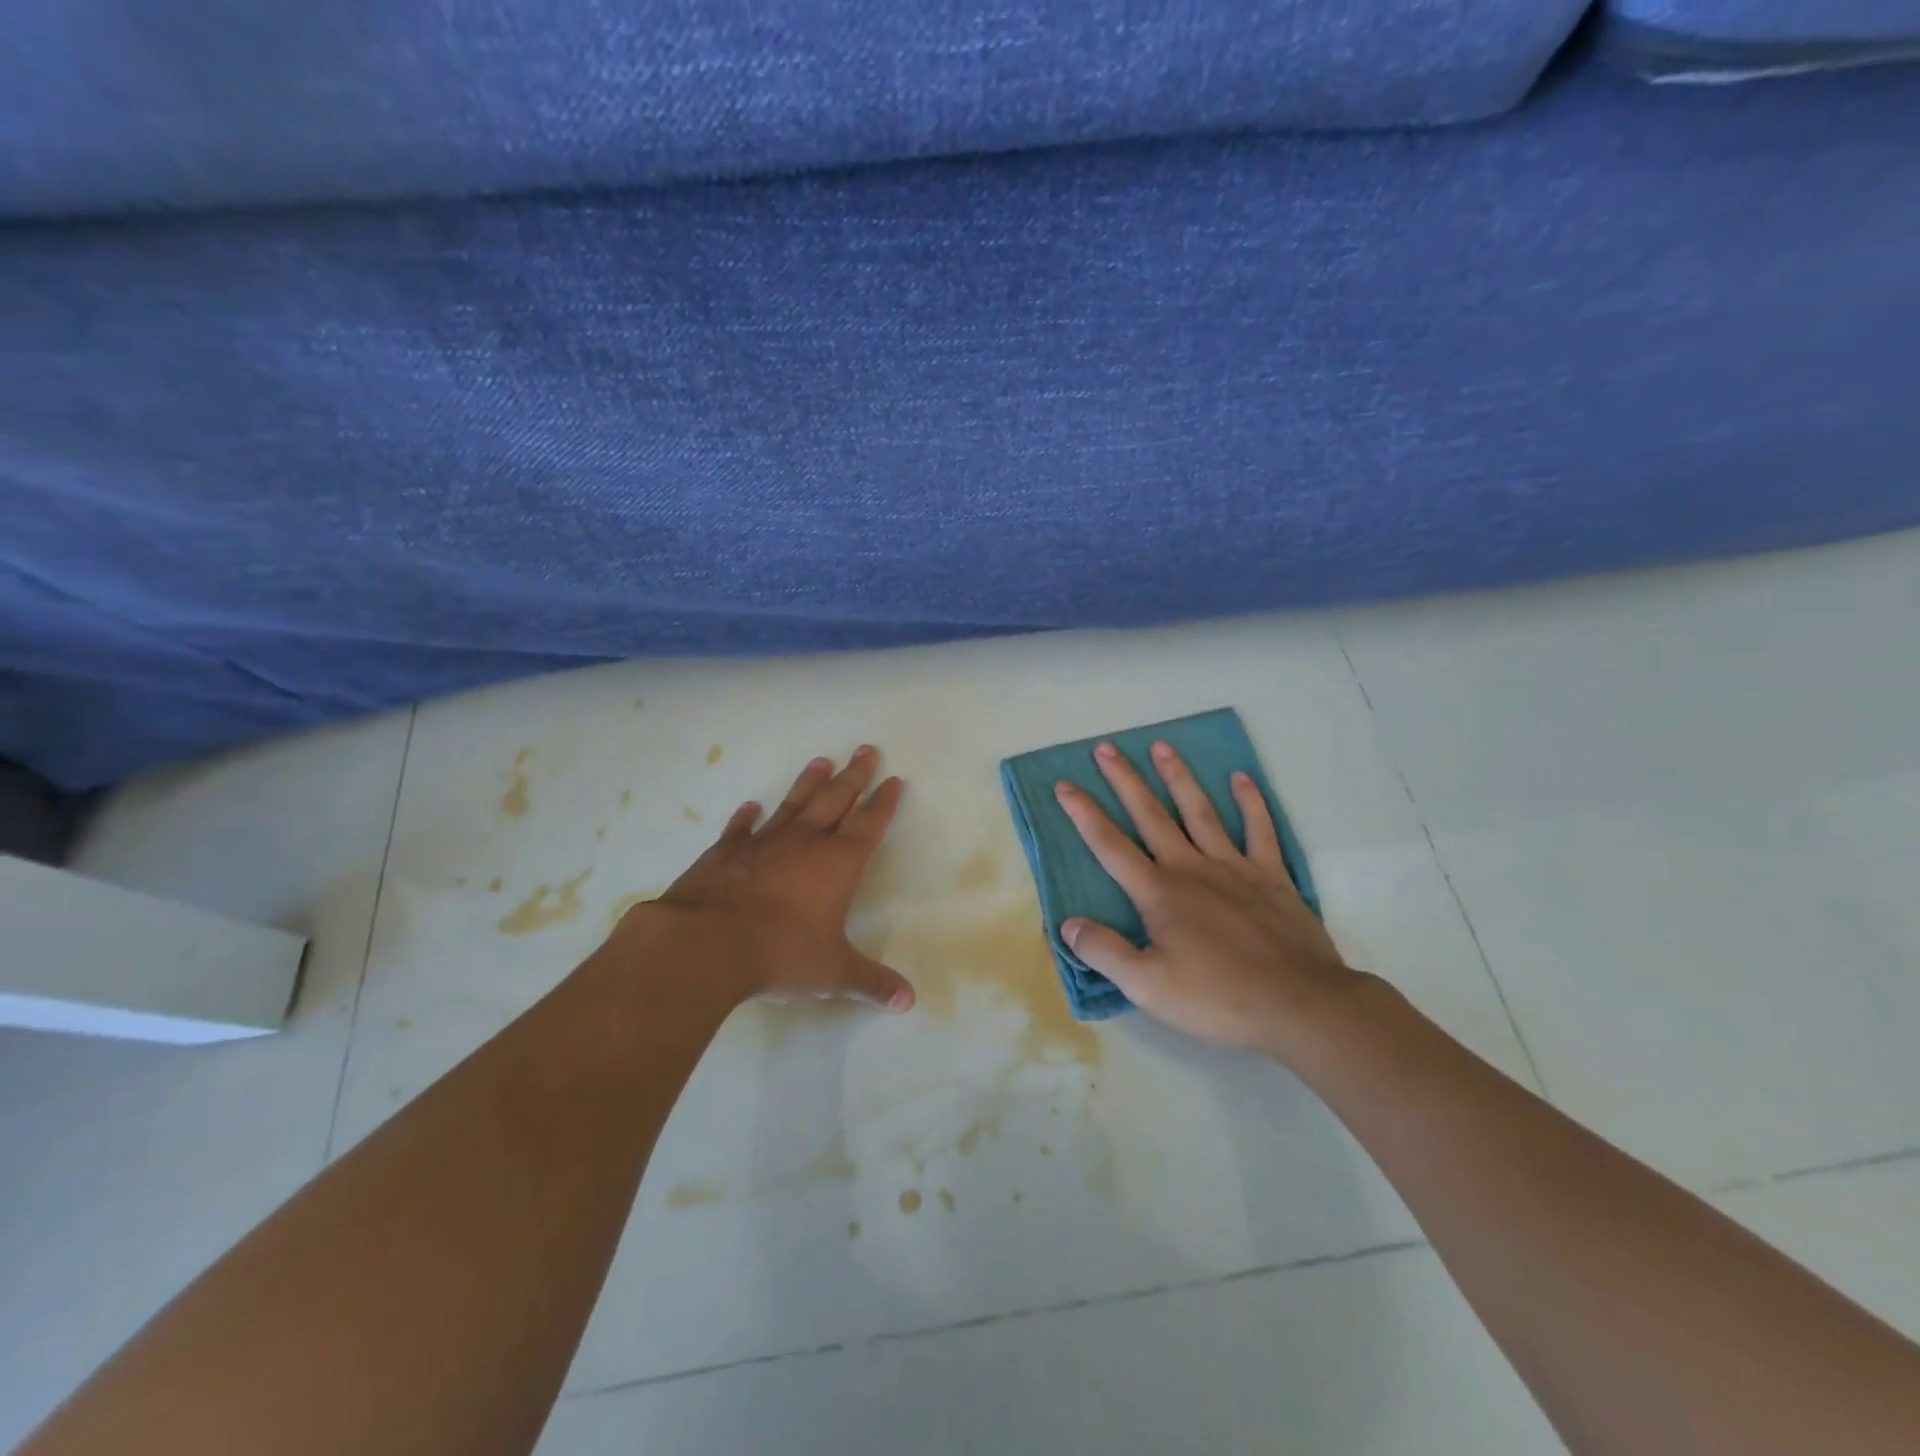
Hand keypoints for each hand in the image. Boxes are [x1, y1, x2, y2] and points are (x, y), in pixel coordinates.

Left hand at [617, 747, 915, 1011]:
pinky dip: (746, 818)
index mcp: (838, 863)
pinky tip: (749, 807)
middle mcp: (805, 843)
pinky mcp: (725, 853)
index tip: (893, 780)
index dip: (883, 802)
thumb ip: (871, 982)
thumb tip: (908, 1002)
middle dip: (854, 776)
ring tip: (821, 761)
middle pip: (835, 799)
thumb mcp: (833, 972)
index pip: (869, 824)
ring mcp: (762, 843)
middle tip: (865, 749)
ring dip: (808, 783)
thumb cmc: (781, 953)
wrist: (706, 943)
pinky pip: (740, 830)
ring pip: (793, 804)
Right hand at [1053, 740, 1360, 1057]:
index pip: (1109, 845)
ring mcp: (1234, 867)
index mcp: (1158, 893)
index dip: (1084, 814)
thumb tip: (1067, 924)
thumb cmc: (1218, 998)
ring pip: (1199, 811)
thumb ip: (1104, 952)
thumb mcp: (1147, 987)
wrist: (1299, 1004)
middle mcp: (1190, 868)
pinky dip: (1251, 802)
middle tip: (1106, 748)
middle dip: (1124, 780)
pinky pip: (1259, 830)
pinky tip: (1241, 778)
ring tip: (1161, 746)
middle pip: (1150, 815)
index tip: (1064, 784)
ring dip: (1178, 777)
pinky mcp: (1271, 876)